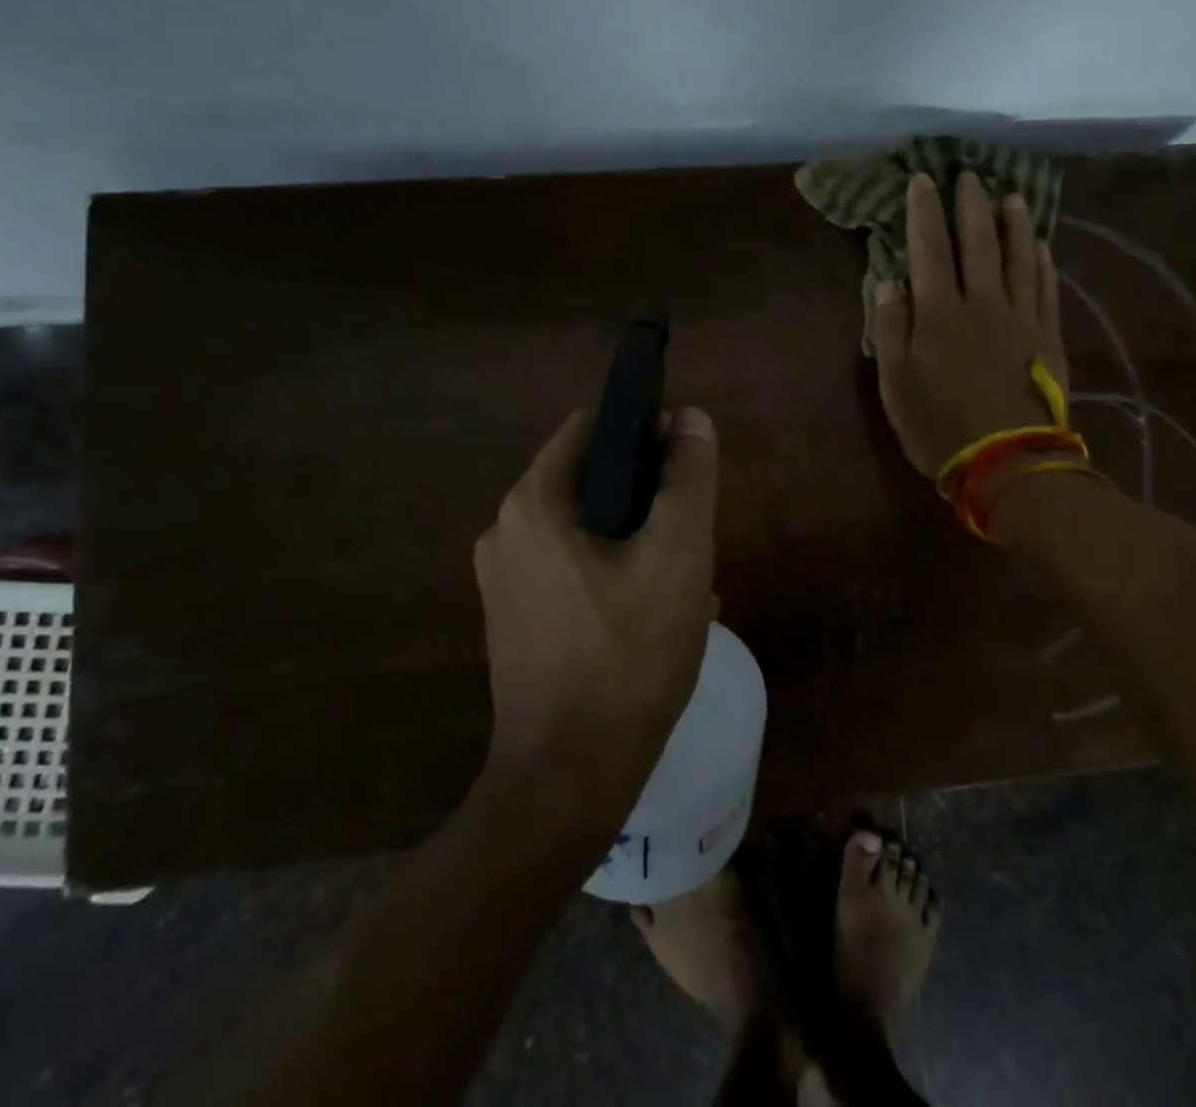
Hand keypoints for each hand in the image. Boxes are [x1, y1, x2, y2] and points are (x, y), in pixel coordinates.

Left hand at [473, 408, 719, 790]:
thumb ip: (688, 476)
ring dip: (637, 543)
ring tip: (685, 584)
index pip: (591, 430)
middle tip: (691, 539)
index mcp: (531, 504)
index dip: (643, 434)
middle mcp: (504, 533)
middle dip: (646, 501)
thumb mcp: (678, 554)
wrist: (568, 780)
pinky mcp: (515, 622)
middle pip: (591, 484)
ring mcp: (504, 582)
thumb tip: (690, 417)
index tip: (684, 470)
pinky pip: (572, 573)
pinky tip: (656, 617)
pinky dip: (614, 577)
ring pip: (587, 532)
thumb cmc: (628, 655)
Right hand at [872, 170, 1069, 476]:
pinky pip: (1046, 288)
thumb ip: (890, 328)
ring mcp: (1021, 318)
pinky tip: (1042, 245)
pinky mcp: (1048, 337)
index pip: (928, 249)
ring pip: (1019, 257)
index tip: (922, 180)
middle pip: (978, 242)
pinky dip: (1043, 261)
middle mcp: (982, 303)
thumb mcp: (895, 384)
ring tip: (1012, 196)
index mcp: (939, 313)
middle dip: (971, 205)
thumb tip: (887, 281)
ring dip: (1014, 223)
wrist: (1008, 462)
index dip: (924, 212)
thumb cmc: (939, 426)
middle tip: (970, 174)